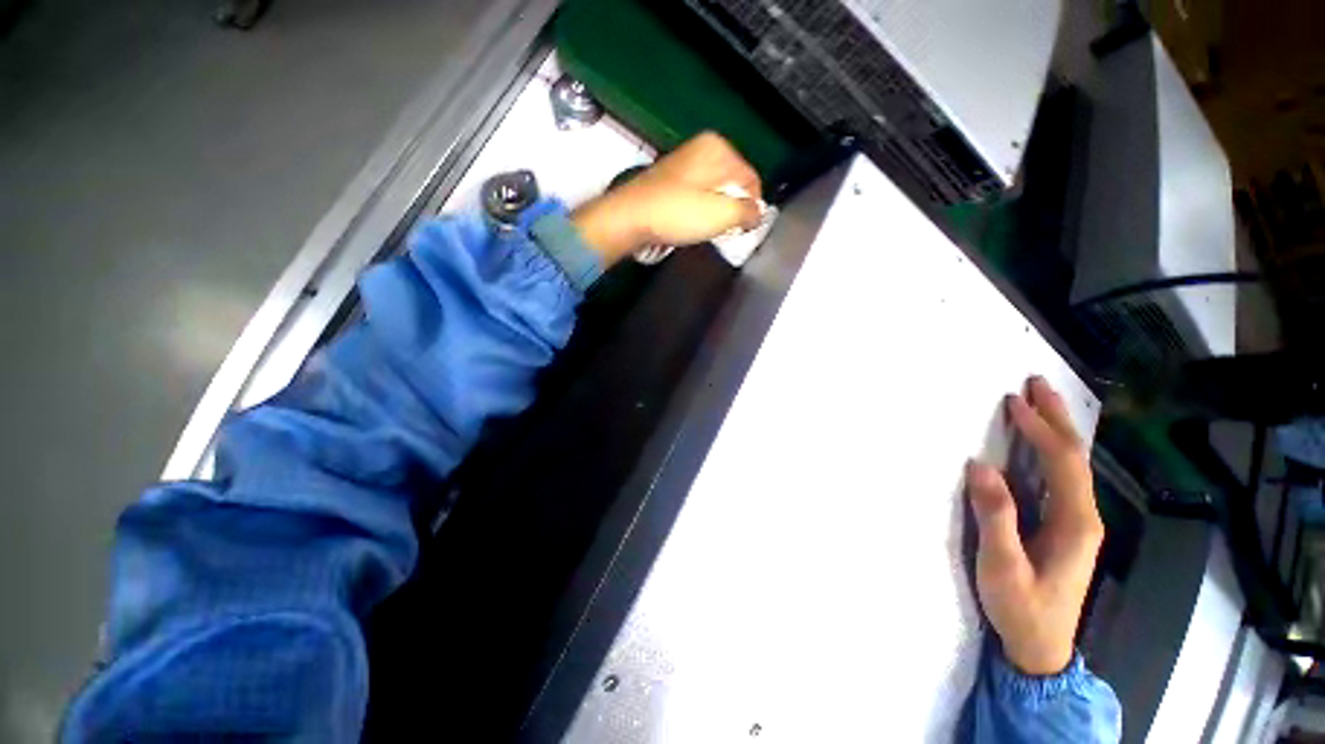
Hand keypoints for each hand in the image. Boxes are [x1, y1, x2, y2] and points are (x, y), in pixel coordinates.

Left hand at [572, 131, 762, 263]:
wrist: (630, 219)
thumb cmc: (678, 213)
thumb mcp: (722, 214)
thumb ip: (748, 212)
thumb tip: (758, 213)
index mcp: (718, 147)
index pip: (752, 179)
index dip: (752, 208)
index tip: (744, 229)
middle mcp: (702, 147)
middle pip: (733, 183)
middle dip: (733, 208)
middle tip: (725, 230)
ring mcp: (684, 162)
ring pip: (715, 190)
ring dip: (716, 211)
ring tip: (706, 228)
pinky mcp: (670, 179)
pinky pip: (697, 194)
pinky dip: (699, 209)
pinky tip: (691, 223)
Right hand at [967, 377, 1104, 675]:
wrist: (1041, 648)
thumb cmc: (1022, 608)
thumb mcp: (1002, 566)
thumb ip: (995, 516)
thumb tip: (980, 467)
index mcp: (1075, 523)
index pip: (1062, 463)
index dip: (1040, 430)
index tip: (1014, 402)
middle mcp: (1083, 516)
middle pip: (1075, 457)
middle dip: (1056, 419)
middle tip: (1036, 385)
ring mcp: (1076, 522)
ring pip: (1070, 466)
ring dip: (1055, 431)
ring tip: (1037, 404)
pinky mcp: (1064, 528)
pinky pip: (1060, 479)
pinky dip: (1049, 452)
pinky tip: (1039, 445)